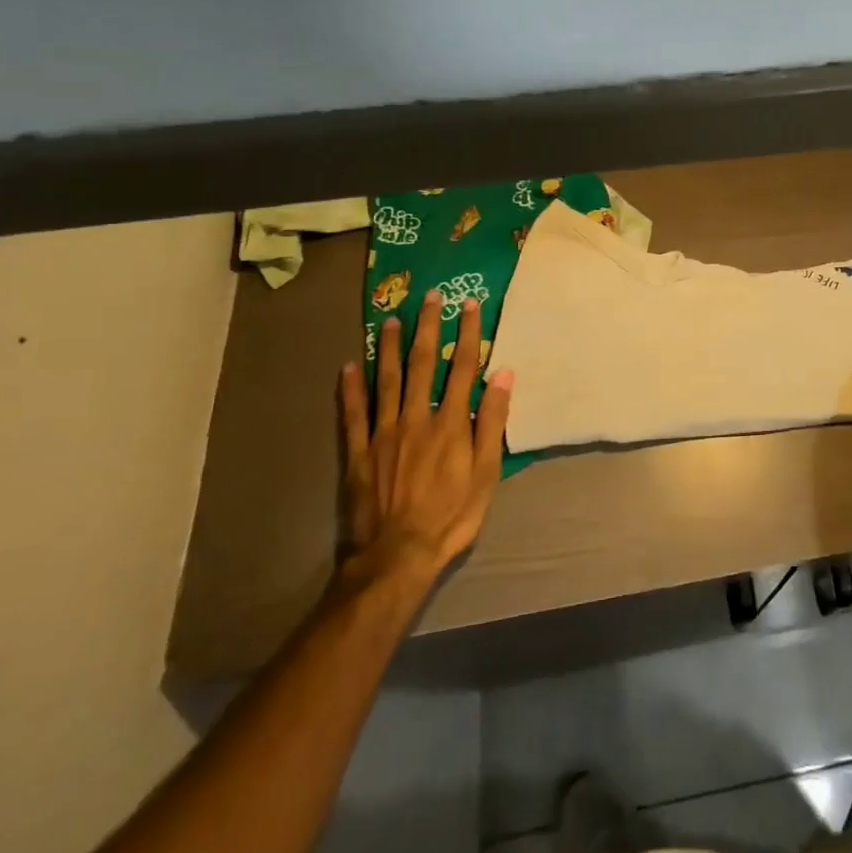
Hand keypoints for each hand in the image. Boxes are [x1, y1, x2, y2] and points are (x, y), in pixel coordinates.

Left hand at [338, 291, 510, 604]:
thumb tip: (503, 375)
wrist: (398, 555)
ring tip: (389, 319)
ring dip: (388, 347)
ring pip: (386, 380)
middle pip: (422, 364)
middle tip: (430, 297)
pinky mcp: (360, 452)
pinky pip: (353, 414)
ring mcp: (384, 433)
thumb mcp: (487, 472)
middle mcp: (416, 417)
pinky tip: (347, 366)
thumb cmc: (452, 515)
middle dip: (428, 327)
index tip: (470, 305)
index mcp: (451, 422)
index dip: (468, 334)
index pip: (462, 367)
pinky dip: (350, 388)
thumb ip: (492, 421)